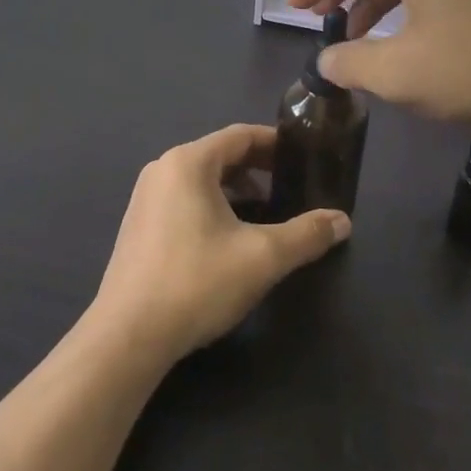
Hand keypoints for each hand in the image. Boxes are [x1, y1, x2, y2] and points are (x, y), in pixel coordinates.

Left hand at [91, 124, 349, 361]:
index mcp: (188, 162)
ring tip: (267, 215)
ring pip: (201, 180)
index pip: (241, 136)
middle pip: (220, 155)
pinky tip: (230, 239)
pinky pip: (184, 200)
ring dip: (236, 191)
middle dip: (259, 169)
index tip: (304, 156)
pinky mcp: (138, 226)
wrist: (128, 335)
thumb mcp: (263, 257)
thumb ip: (307, 235)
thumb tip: (342, 221)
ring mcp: (145, 198)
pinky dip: (212, 207)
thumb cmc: (197, 282)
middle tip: (293, 187)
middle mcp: (162, 170)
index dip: (276, 143)